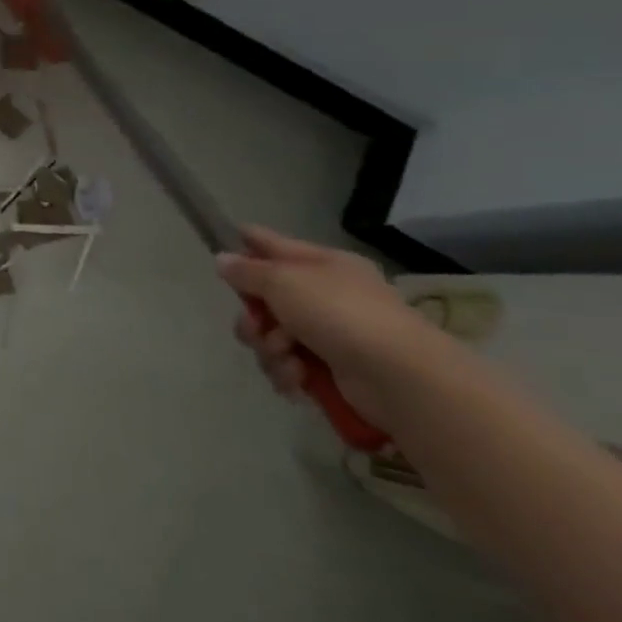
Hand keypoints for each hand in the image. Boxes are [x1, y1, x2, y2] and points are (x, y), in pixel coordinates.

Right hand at [216, 226, 447, 427]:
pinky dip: (287, 372)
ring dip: (269, 348)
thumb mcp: (283, 281)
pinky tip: (297, 377)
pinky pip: (288, 364)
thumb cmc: (339, 314)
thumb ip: (246, 270)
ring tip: (286, 357)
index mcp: (323, 265)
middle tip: (258, 327)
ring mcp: (331, 333)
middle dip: (253, 318)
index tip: (222, 244)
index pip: (275, 245)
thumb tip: (223, 259)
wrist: (399, 377)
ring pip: (271, 335)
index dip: (248, 243)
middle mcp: (326, 295)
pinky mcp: (332, 369)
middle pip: (265, 298)